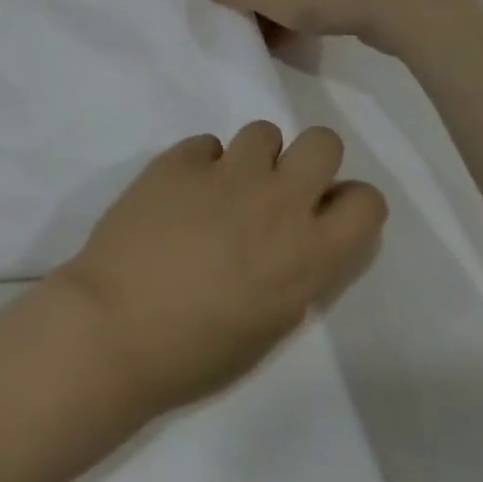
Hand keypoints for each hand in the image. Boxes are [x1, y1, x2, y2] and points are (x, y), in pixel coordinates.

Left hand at [52, 123, 386, 412]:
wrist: (116, 324)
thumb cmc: (197, 350)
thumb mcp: (272, 323)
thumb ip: (296, 270)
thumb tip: (292, 239)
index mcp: (309, 254)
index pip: (366, 201)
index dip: (346, 205)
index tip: (321, 218)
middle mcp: (276, 201)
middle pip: (322, 142)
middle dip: (307, 160)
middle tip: (277, 191)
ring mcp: (224, 172)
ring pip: (262, 131)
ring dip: (252, 158)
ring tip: (224, 190)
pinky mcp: (176, 159)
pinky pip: (205, 144)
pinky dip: (201, 164)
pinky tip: (178, 194)